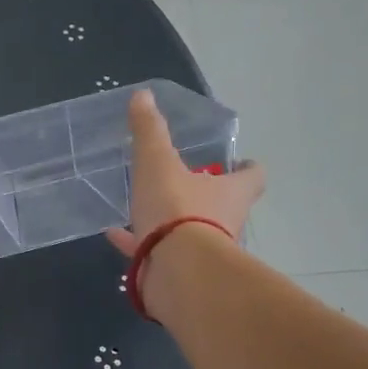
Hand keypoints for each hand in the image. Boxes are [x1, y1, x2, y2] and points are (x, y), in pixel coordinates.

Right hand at [105, 88, 264, 258]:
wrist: (176, 271)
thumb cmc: (177, 209)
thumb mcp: (158, 162)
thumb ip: (150, 130)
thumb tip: (143, 95)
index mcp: (231, 192)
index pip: (252, 176)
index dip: (246, 168)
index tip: (240, 163)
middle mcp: (226, 222)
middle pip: (223, 205)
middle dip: (206, 195)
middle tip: (186, 182)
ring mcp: (204, 252)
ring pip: (191, 232)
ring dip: (172, 222)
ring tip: (144, 209)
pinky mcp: (180, 273)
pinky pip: (157, 253)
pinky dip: (139, 243)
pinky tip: (115, 235)